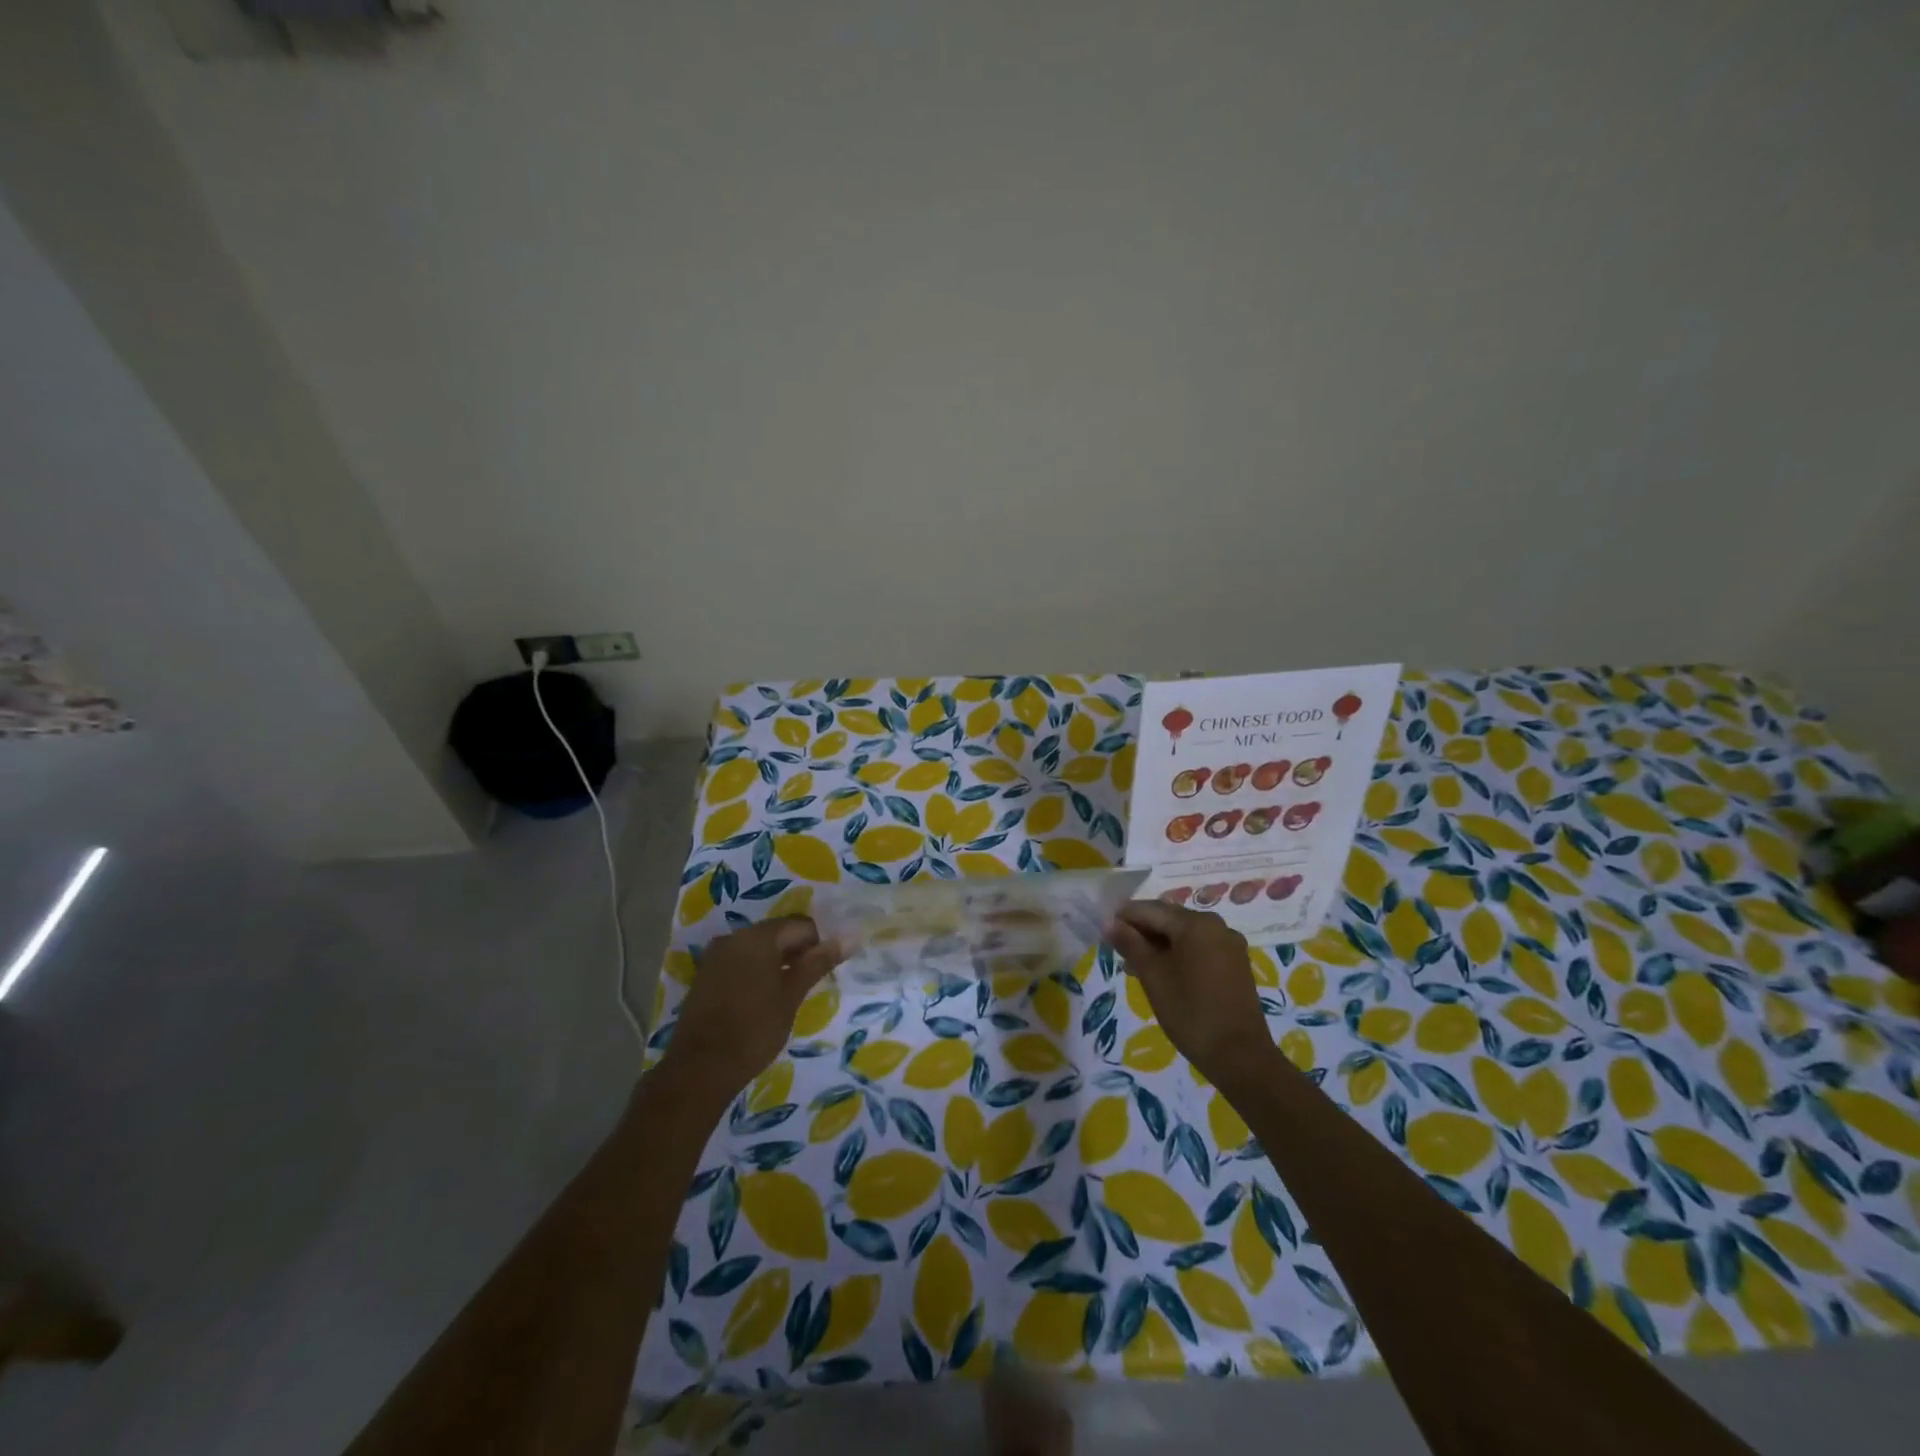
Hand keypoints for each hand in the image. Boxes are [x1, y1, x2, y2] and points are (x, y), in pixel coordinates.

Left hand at [658, 918, 841, 1100]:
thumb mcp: (792, 996)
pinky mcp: (705, 974)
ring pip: (757, 947)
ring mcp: (716, 955)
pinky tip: (760, 998)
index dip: (818, 945)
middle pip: (777, 932)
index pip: (801, 925)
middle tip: (807, 984)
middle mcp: (735, 937)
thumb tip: (849, 938)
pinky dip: (755, 971)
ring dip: (776, 962)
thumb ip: (818, 963)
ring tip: (786, 993)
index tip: (822, 972)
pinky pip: (739, 961)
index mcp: (759, 937)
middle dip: (796, 952)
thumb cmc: (754, 1030)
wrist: (700, 1068)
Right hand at [1105, 901, 1275, 1086]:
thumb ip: (1130, 944)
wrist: (1240, 1057)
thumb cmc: (1190, 1012)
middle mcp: (1217, 926)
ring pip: (1184, 935)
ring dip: (1158, 945)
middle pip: (1169, 919)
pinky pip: (1200, 949)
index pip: (1151, 910)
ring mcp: (1229, 946)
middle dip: (1142, 932)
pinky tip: (1162, 973)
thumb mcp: (1153, 976)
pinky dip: (1178, 955)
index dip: (1124, 917)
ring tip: (1135, 967)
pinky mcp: (1235, 965)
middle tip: (1117, 951)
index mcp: (1196, 923)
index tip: (1103, 931)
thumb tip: (1109, 923)